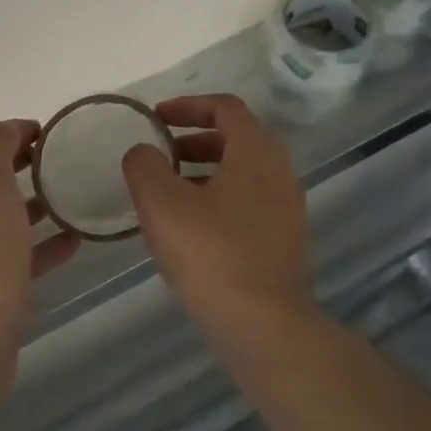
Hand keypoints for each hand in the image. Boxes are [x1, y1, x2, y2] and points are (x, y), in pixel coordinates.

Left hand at [0, 121, 78, 386]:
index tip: (44, 132)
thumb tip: (5, 128)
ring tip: (71, 196)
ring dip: (33, 203)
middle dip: (18, 163)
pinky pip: (16, 256)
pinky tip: (74, 242)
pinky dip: (41, 245)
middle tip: (59, 160)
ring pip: (1, 217)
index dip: (3, 129)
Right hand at [120, 95, 313, 334]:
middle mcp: (280, 172)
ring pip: (241, 175)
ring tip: (166, 194)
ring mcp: (286, 209)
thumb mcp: (162, 204)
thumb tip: (143, 153)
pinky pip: (247, 204)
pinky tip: (189, 230)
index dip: (187, 106)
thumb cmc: (211, 255)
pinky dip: (217, 201)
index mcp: (256, 152)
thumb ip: (144, 166)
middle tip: (158, 157)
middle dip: (192, 142)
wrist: (263, 324)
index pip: (225, 108)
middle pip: (235, 140)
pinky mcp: (284, 240)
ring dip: (203, 173)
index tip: (155, 119)